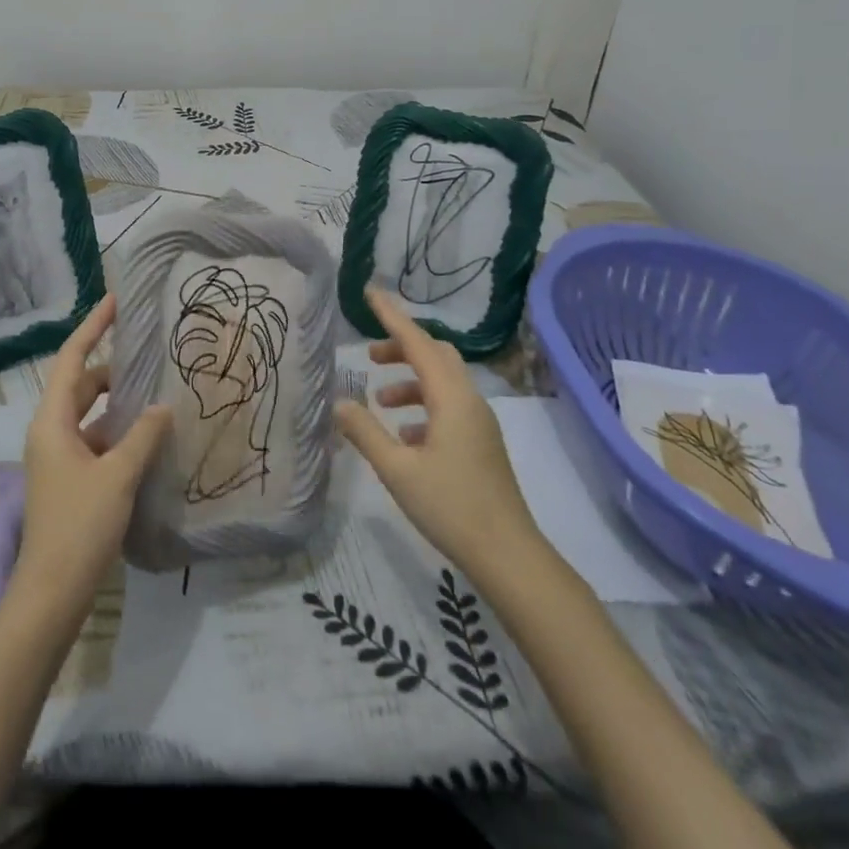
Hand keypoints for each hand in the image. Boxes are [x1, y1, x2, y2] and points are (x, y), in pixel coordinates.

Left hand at [13, 295, 172, 614]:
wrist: (51, 594)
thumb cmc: (79, 526)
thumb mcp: (117, 475)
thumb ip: (142, 436)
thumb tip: (162, 406)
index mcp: (52, 421)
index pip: (72, 358)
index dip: (93, 327)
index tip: (115, 301)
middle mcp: (50, 432)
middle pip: (81, 384)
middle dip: (112, 368)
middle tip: (149, 355)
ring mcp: (58, 458)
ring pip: (90, 415)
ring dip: (118, 404)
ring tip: (156, 393)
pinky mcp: (69, 481)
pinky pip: (95, 441)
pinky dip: (118, 433)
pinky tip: (148, 439)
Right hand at [334, 286, 549, 586]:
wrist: (509, 556)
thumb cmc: (451, 507)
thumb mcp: (397, 469)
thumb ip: (365, 432)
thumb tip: (340, 402)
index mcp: (451, 398)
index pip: (417, 342)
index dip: (392, 316)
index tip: (370, 292)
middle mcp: (469, 400)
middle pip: (435, 354)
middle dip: (402, 347)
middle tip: (370, 356)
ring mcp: (479, 422)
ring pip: (443, 381)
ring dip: (410, 380)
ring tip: (380, 402)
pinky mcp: (481, 443)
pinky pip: (449, 405)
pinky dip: (423, 405)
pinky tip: (404, 435)